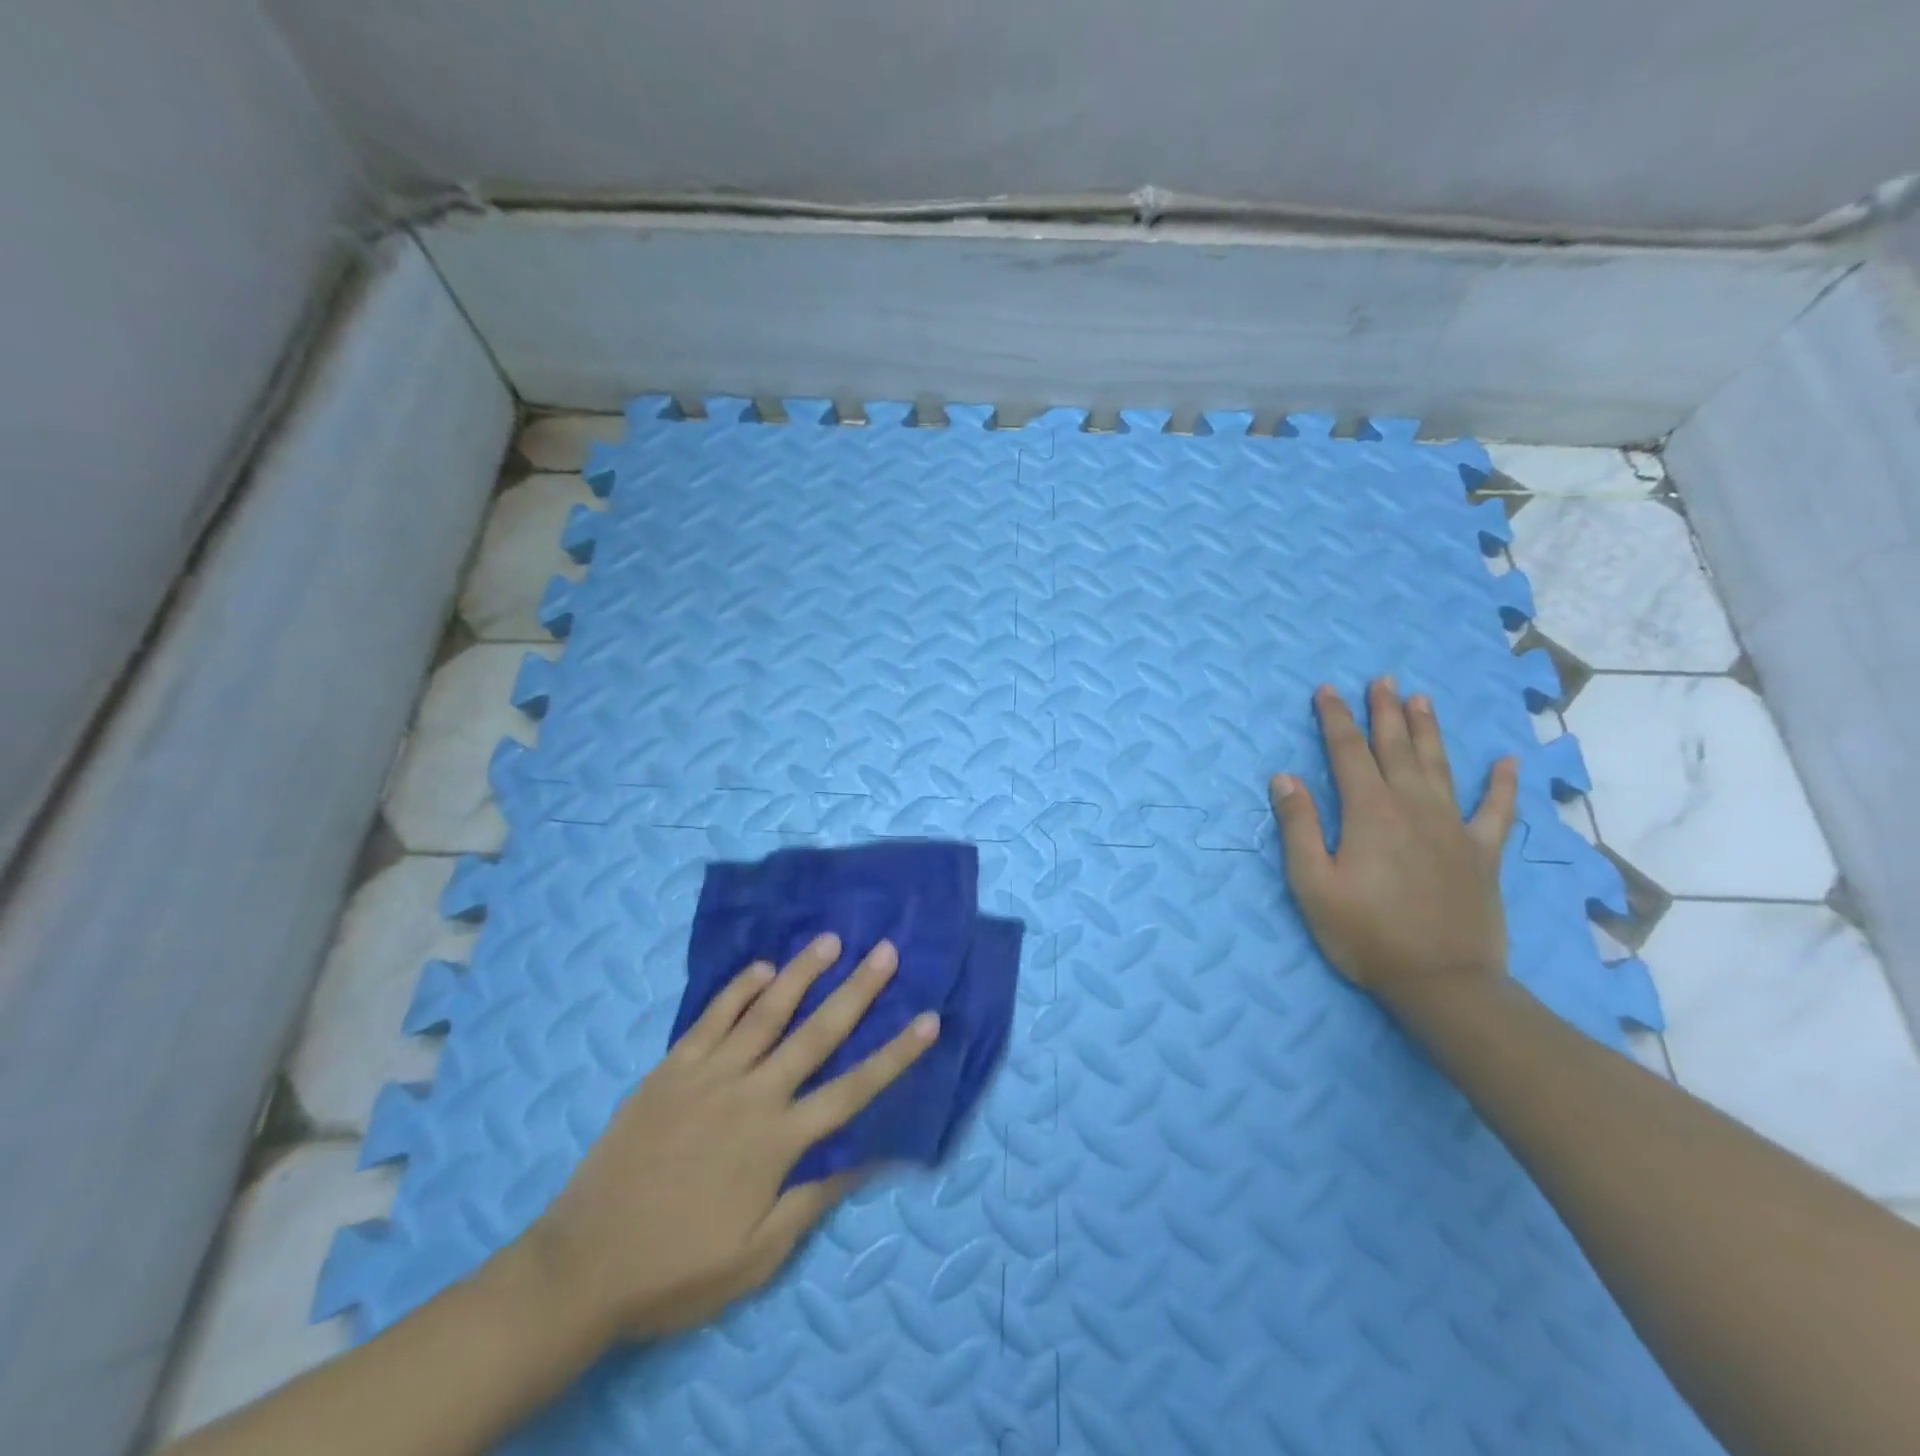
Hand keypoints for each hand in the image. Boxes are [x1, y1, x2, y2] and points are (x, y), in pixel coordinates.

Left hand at [518, 934, 937, 1340]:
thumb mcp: (756, 1256)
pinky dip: (739, 989)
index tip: (929, 1019)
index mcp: (777, 1143)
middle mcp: (751, 1095)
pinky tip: (761, 967)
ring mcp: (708, 1075)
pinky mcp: (671, 1069)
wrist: (582, 1265)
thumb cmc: (677, 1267)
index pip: (852, 1090)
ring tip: (830, 940)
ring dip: (801, 974)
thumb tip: (868, 1155)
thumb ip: (812, 1200)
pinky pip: (711, 1018)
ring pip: (765, 1013)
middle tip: (886, 951)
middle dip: (857, 991)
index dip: (895, 1055)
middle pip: (816, 1034)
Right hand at [1268, 680, 1517, 1009]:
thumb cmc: (1366, 935)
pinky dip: (1503, 785)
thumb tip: (1285, 777)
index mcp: (1370, 813)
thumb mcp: (1313, 885)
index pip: (1347, 753)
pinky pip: (1496, 811)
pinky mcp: (1482, 854)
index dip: (1335, 719)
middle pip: (1396, 749)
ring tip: (1422, 699)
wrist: (1443, 982)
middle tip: (1381, 680)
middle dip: (1384, 712)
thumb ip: (1299, 827)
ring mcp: (1453, 828)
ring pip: (1440, 766)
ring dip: (1428, 731)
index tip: (1326, 690)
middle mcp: (1414, 808)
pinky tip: (1508, 762)